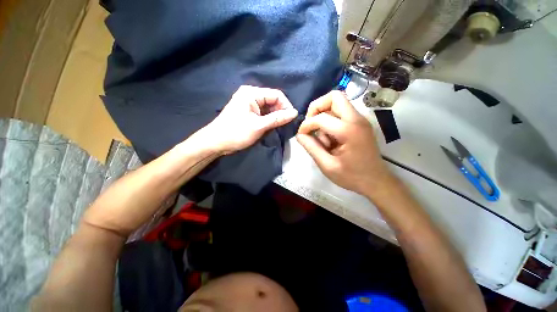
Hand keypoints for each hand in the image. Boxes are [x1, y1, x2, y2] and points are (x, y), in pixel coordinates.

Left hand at [201, 85, 297, 153]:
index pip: (276, 95)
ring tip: (280, 126)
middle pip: (273, 100)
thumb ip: (278, 118)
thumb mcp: (259, 126)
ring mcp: (249, 103)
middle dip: (281, 111)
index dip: (286, 106)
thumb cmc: (236, 133)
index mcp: (251, 93)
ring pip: (269, 107)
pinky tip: (272, 126)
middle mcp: (251, 94)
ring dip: (275, 116)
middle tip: (286, 124)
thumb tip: (295, 113)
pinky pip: (263, 112)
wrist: (216, 142)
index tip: (291, 119)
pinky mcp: (248, 111)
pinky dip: (269, 119)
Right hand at [296, 91, 393, 195]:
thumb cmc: (352, 176)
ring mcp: (360, 120)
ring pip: (337, 102)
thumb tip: (299, 134)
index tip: (301, 135)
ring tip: (323, 137)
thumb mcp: (327, 166)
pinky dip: (330, 120)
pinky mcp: (360, 123)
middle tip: (311, 124)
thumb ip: (311, 148)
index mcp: (349, 131)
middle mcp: (357, 119)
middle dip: (317, 107)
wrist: (376, 181)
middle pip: (334, 96)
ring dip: (324, 115)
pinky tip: (330, 137)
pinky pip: (341, 112)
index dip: (306, 125)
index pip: (321, 118)